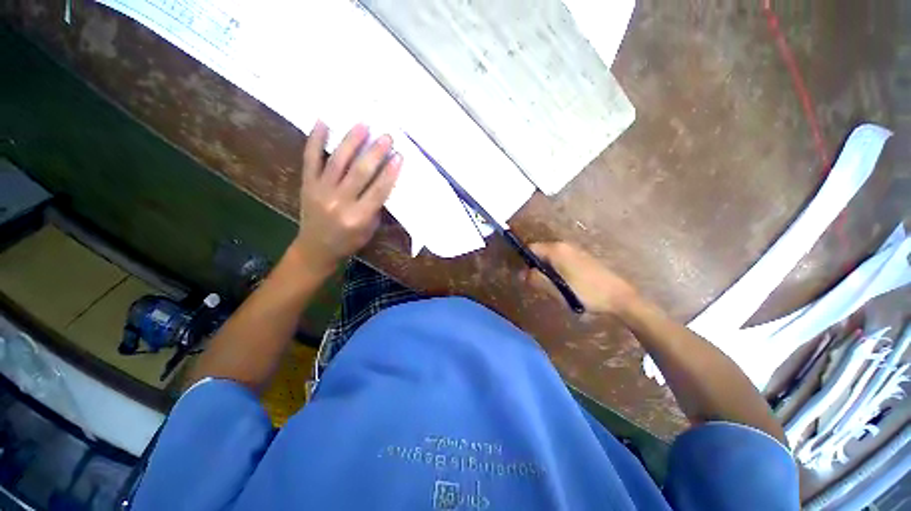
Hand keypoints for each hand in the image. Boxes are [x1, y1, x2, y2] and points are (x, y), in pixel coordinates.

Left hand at [290, 122, 401, 274]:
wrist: (317, 248)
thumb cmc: (349, 241)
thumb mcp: (369, 229)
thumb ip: (376, 206)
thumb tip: (384, 181)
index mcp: (358, 217)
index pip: (378, 191)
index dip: (390, 173)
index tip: (399, 156)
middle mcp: (339, 202)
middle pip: (360, 173)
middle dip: (375, 153)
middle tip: (386, 136)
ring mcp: (320, 191)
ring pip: (337, 162)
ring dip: (351, 142)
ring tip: (362, 125)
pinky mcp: (306, 184)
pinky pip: (310, 159)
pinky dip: (315, 140)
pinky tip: (323, 122)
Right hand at [523, 242, 639, 314]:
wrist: (619, 297)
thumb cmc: (585, 293)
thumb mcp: (557, 290)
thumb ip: (536, 279)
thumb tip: (521, 274)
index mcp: (556, 250)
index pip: (530, 248)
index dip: (524, 261)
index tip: (525, 277)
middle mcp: (564, 245)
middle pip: (540, 251)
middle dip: (536, 266)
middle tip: (539, 284)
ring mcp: (575, 250)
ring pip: (551, 256)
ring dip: (547, 269)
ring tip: (553, 286)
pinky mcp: (583, 256)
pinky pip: (562, 259)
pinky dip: (557, 269)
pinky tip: (566, 284)